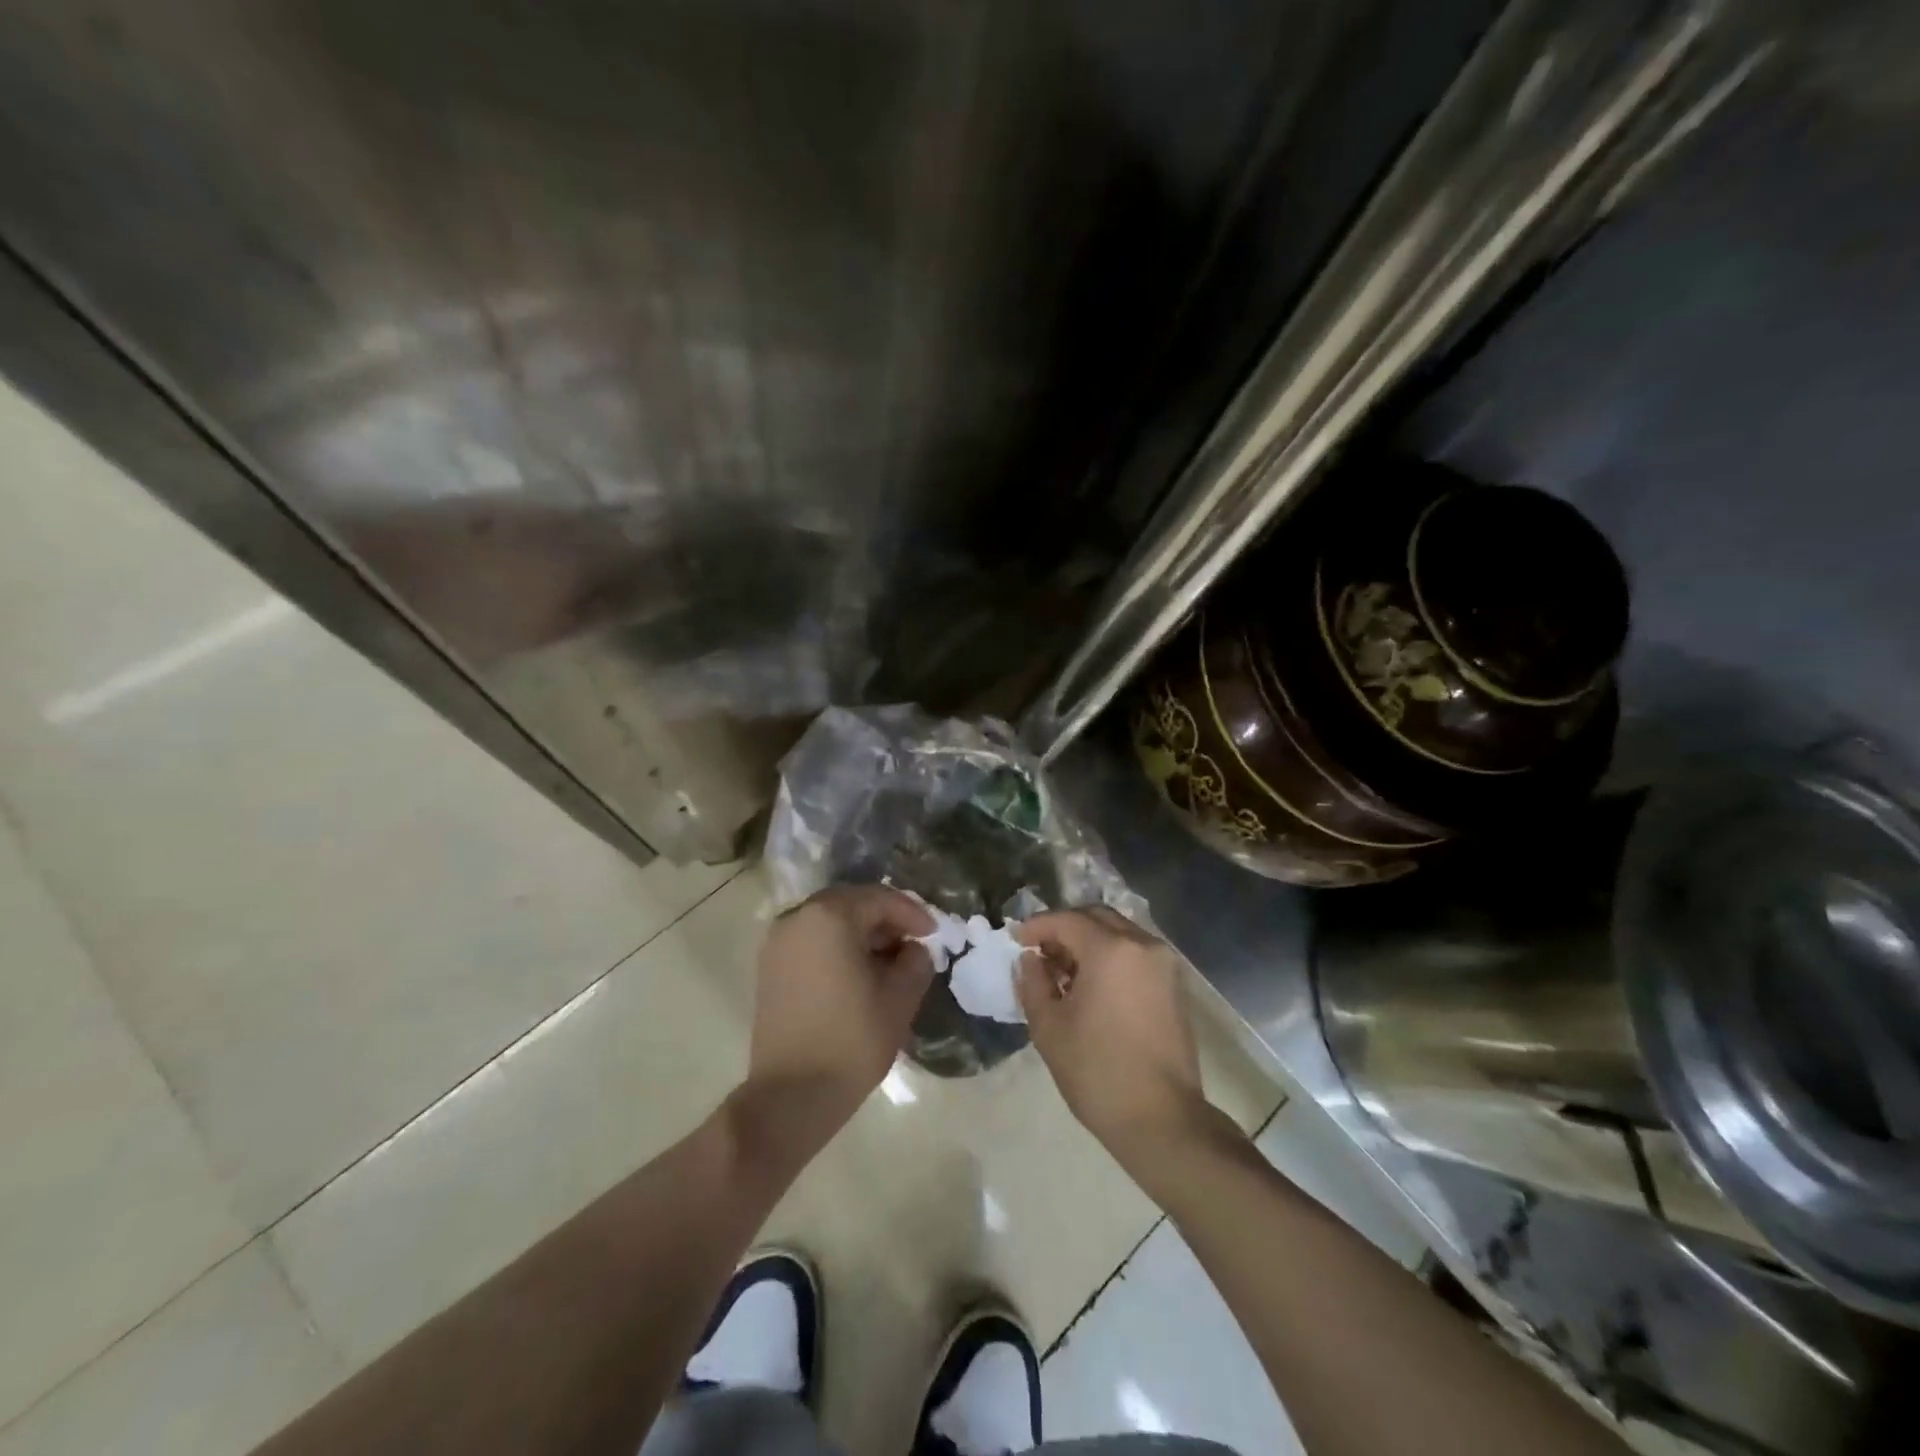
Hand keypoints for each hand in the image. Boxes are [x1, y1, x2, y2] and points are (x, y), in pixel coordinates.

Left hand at [740, 884, 934, 1148]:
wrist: (790, 1096)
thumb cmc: (851, 1041)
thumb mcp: (899, 998)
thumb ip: (915, 961)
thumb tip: (913, 949)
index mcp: (829, 917)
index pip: (879, 899)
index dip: (912, 913)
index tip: (935, 934)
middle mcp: (797, 918)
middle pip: (852, 904)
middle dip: (886, 920)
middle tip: (914, 943)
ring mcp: (778, 943)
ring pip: (830, 922)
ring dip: (862, 933)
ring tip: (890, 961)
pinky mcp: (769, 968)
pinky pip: (812, 941)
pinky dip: (838, 947)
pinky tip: (859, 973)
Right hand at [1016, 907, 1208, 1170]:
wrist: (1162, 1120)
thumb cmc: (1097, 1072)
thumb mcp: (1049, 1026)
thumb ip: (1033, 982)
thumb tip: (1030, 959)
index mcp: (1111, 950)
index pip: (1066, 920)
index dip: (1037, 926)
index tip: (1016, 939)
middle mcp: (1143, 945)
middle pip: (1096, 917)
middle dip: (1064, 928)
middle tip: (1040, 952)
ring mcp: (1164, 964)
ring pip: (1119, 933)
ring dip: (1089, 941)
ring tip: (1063, 972)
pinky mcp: (1174, 985)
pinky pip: (1136, 953)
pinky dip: (1111, 956)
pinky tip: (1092, 986)